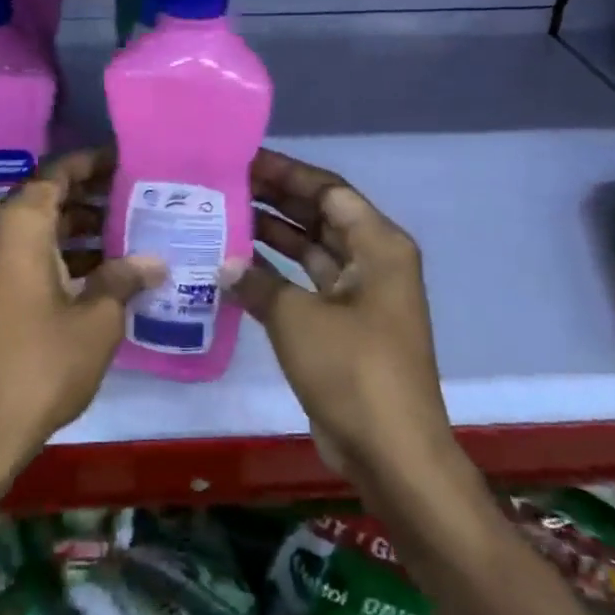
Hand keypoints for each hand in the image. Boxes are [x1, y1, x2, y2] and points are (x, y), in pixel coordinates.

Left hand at [0, 149, 164, 481]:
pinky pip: (34, 254)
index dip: (93, 162)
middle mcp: (1, 234)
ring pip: (43, 228)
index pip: (58, 171)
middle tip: (140, 197)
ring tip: (134, 232)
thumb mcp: (97, 317)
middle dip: (94, 196)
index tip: (129, 161)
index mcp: (22, 225)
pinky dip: (66, 254)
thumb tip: (155, 260)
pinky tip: (107, 272)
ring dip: (83, 228)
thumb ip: (125, 278)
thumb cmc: (44, 360)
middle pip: (50, 197)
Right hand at [233, 148, 450, 483]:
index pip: (328, 190)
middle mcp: (373, 261)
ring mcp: (359, 295)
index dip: (287, 173)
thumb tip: (224, 263)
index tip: (244, 160)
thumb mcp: (297, 318)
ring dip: (272, 234)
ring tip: (222, 214)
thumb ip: (257, 281)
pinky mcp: (343, 325)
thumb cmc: (353, 371)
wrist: (391, 454)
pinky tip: (234, 265)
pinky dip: (275, 273)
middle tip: (225, 183)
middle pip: (320, 216)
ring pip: (311, 249)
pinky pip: (306, 284)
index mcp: (378, 246)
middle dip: (276, 199)